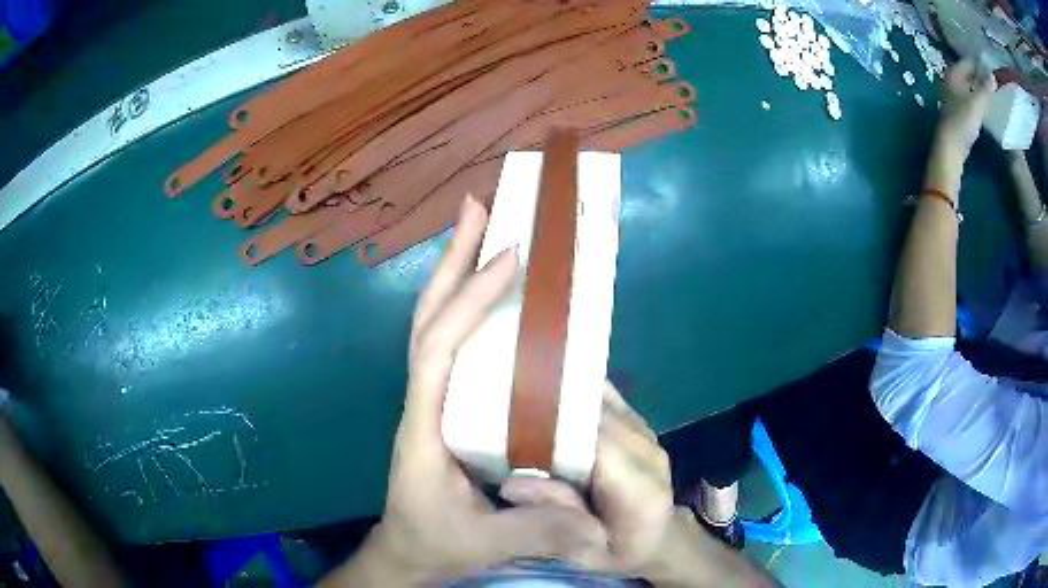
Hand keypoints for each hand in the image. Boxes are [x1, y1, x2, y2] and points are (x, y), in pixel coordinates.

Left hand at [332, 197, 610, 585]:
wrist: (408, 548)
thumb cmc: (438, 541)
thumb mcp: (486, 543)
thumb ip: (537, 529)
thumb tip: (594, 517)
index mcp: (424, 428)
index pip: (437, 352)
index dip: (469, 303)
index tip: (509, 260)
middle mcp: (422, 401)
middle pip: (427, 319)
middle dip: (452, 261)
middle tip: (480, 208)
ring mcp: (430, 398)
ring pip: (434, 324)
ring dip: (455, 272)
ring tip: (482, 226)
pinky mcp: (445, 402)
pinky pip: (452, 343)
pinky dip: (467, 305)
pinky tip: (492, 289)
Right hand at [501, 382, 675, 573]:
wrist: (659, 538)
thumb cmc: (620, 551)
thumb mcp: (587, 554)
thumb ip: (559, 517)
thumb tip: (511, 484)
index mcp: (640, 492)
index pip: (596, 445)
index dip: (554, 430)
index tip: (507, 425)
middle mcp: (647, 454)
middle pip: (595, 416)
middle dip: (550, 410)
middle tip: (500, 409)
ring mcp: (645, 433)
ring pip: (597, 400)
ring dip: (559, 398)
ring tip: (517, 398)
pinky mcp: (638, 423)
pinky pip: (603, 397)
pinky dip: (574, 394)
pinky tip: (544, 397)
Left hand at [935, 59, 995, 157]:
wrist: (952, 145)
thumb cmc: (963, 120)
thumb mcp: (977, 103)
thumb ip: (986, 89)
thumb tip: (993, 75)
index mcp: (953, 73)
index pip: (968, 63)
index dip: (979, 65)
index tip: (991, 70)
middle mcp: (951, 80)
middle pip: (968, 74)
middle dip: (980, 77)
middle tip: (994, 82)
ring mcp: (953, 95)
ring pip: (969, 86)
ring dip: (979, 88)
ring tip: (993, 93)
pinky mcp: (957, 109)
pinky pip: (969, 98)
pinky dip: (977, 98)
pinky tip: (986, 106)